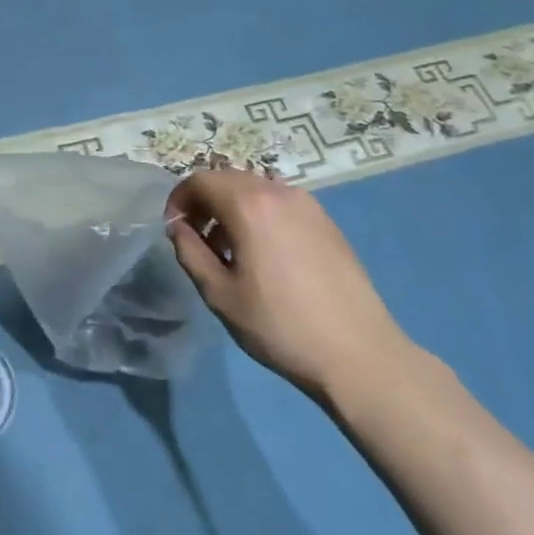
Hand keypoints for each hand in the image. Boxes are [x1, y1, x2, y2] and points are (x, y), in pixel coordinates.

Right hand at [166, 171, 410, 399]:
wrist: (358, 354)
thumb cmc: (279, 325)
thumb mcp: (219, 293)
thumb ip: (190, 251)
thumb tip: (179, 227)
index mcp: (249, 205)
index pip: (199, 180)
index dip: (179, 200)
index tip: (175, 230)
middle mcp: (279, 192)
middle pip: (228, 179)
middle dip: (205, 202)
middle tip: (197, 239)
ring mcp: (309, 205)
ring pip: (256, 190)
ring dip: (232, 208)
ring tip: (231, 251)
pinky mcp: (327, 223)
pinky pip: (281, 204)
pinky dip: (260, 216)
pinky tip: (265, 256)